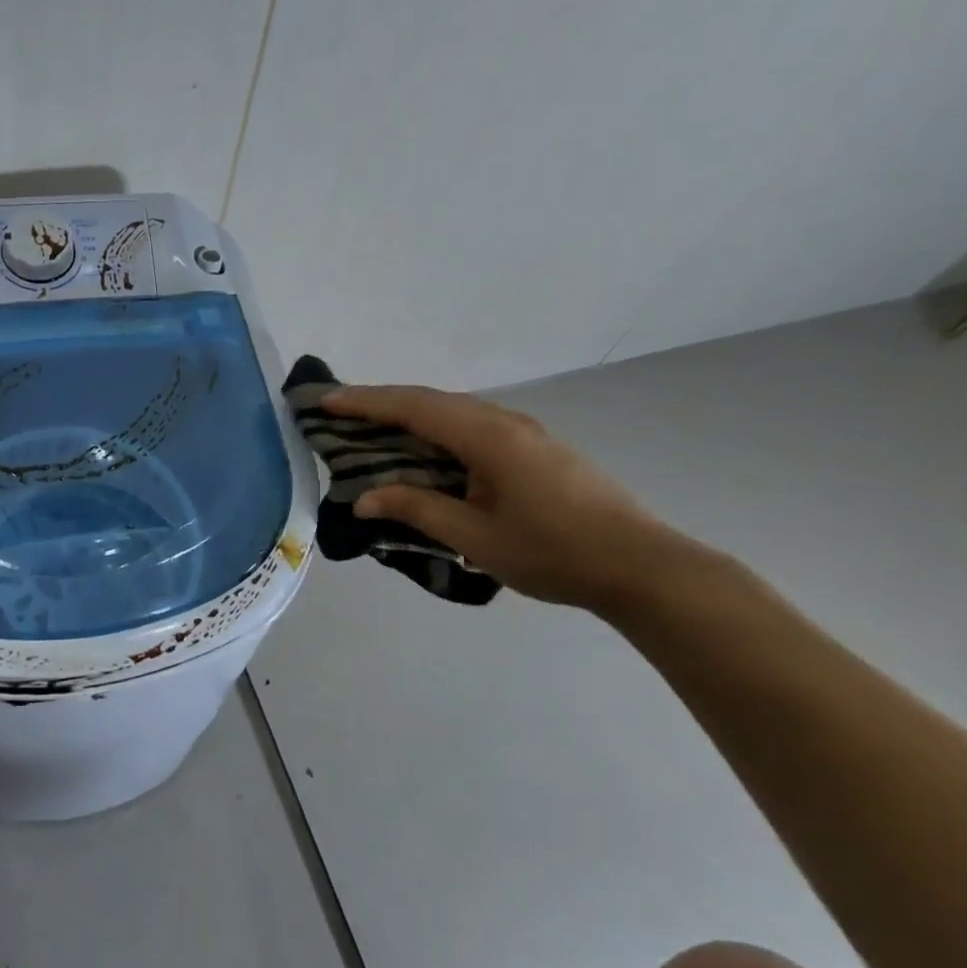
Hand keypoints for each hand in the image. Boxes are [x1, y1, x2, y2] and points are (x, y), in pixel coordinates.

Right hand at [322, 386, 704, 613]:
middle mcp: (503, 421)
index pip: (412, 407)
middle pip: (430, 400)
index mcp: (487, 436)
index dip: (364, 402)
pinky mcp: (535, 447)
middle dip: (380, 403)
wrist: (643, 567)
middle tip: (337, 412)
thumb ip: (418, 509)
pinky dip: (435, 429)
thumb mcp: (476, 538)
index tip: (324, 401)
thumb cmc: (554, 553)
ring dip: (409, 415)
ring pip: (452, 410)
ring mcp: (524, 432)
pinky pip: (471, 425)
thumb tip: (363, 499)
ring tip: (371, 428)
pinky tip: (424, 449)